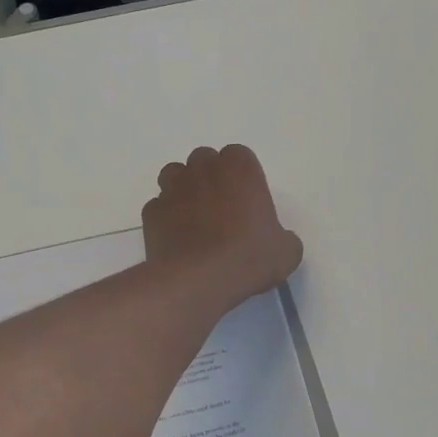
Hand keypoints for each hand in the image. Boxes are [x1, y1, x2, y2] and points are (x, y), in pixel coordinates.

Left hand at [142, 145, 303, 307]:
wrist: (198, 280)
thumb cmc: (249, 258)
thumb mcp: (286, 252)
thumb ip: (282, 237)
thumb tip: (276, 241)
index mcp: (239, 169)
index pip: (239, 156)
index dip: (242, 177)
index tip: (247, 201)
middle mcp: (203, 169)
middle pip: (204, 161)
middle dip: (210, 177)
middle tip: (222, 209)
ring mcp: (172, 188)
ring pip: (175, 175)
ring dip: (184, 190)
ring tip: (195, 218)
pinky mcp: (151, 212)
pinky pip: (159, 207)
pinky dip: (166, 217)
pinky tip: (176, 239)